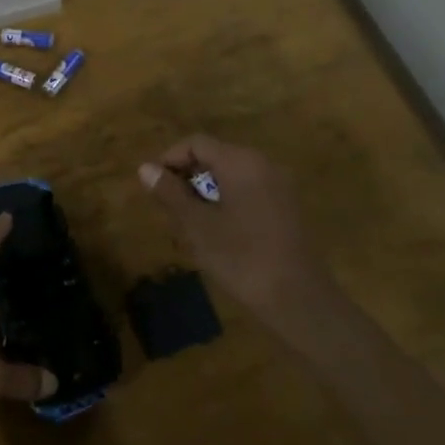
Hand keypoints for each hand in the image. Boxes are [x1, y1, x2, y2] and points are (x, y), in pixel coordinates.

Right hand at [139, 134, 326, 326]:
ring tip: (189, 222)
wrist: (299, 301)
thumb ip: (170, 193)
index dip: (170, 159)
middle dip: (187, 176)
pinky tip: (219, 232)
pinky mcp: (287, 208)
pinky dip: (227, 201)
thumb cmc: (242, 258)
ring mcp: (279, 186)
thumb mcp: (197, 226)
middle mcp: (263, 164)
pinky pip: (249, 190)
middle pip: (215, 156)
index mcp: (241, 162)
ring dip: (206, 191)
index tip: (153, 186)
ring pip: (232, 175)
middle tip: (168, 207)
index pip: (196, 143)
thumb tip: (145, 168)